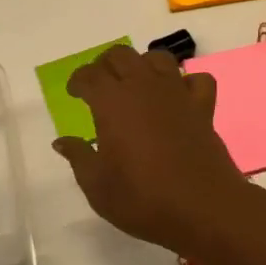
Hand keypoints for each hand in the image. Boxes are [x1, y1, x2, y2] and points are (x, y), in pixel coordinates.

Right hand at [52, 45, 245, 254]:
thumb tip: (62, 141)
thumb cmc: (142, 199)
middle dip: (105, 64)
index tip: (74, 93)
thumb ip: (79, 157)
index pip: (89, 74)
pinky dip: (185, 82)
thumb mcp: (97, 186)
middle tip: (99, 85)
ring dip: (142, 65)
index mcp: (112, 102)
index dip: (78, 80)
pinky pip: (196, 79)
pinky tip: (178, 97)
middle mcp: (144, 87)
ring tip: (135, 85)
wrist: (202, 208)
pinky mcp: (203, 108)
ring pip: (158, 58)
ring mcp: (177, 94)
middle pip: (122, 55)